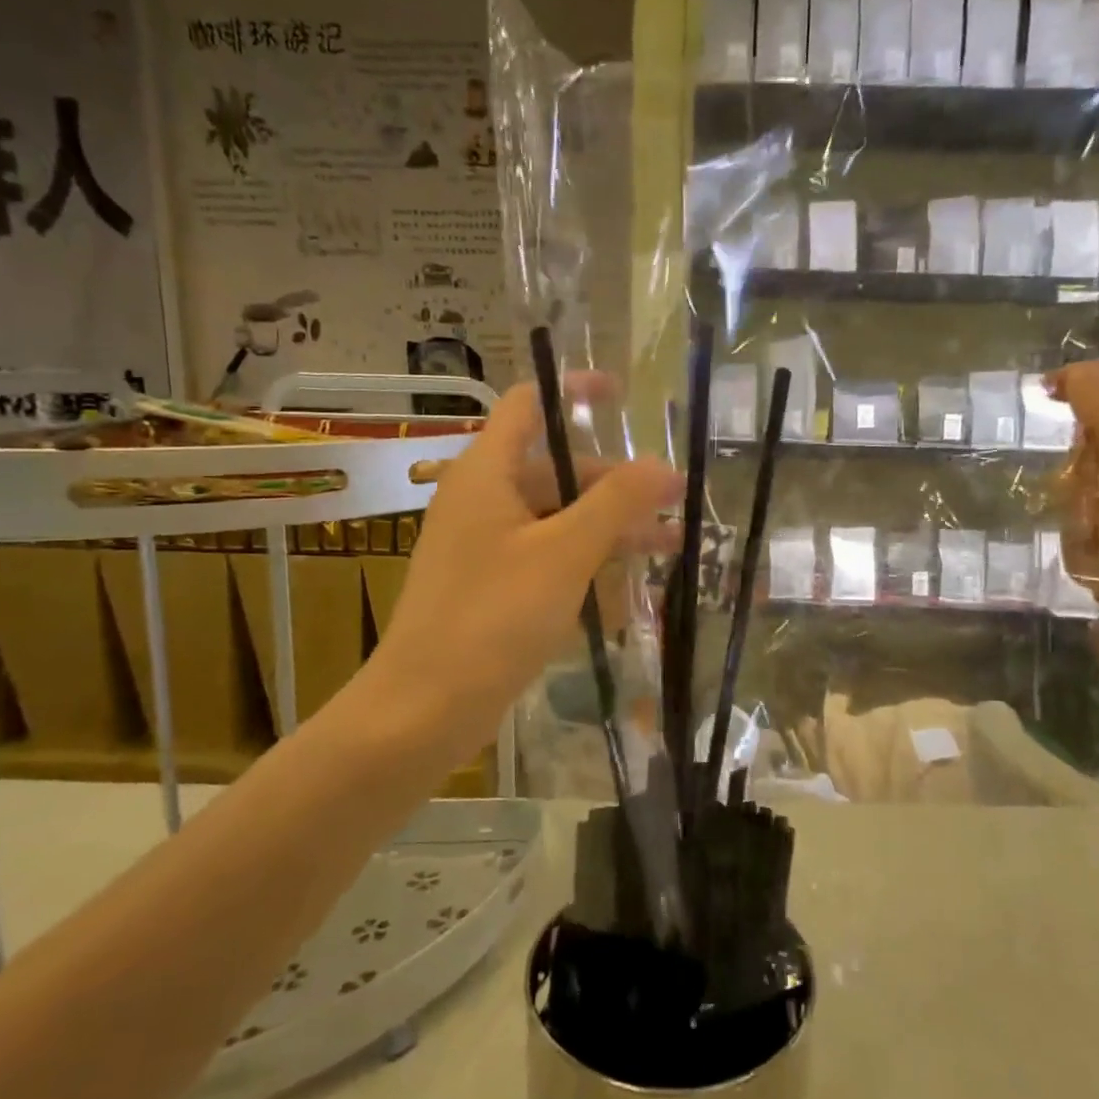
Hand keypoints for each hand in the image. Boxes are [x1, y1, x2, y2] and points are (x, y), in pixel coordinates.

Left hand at [353, 374, 682, 761]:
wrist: (424, 706)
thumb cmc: (493, 617)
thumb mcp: (564, 553)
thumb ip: (615, 503)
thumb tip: (663, 465)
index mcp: (486, 472)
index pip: (528, 404)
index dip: (574, 391)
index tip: (623, 397)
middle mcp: (482, 498)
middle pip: (555, 467)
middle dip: (616, 481)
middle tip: (674, 501)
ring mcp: (485, 544)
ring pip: (557, 515)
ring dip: (610, 525)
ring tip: (672, 544)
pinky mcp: (492, 584)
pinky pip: (546, 553)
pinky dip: (586, 557)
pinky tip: (629, 578)